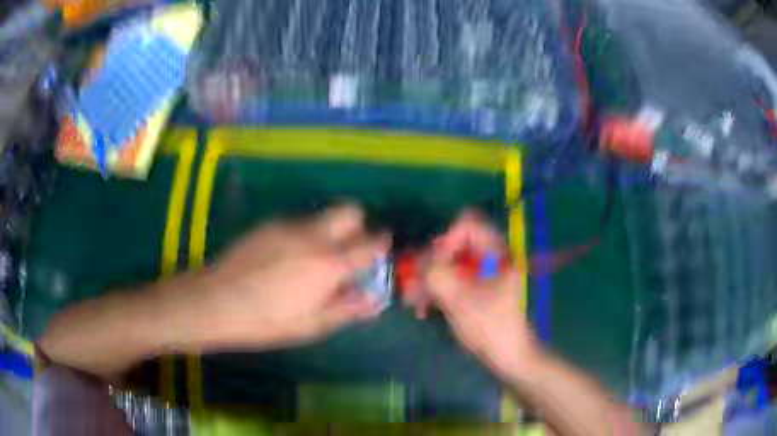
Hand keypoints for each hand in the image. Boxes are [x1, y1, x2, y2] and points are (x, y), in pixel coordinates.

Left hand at [179, 204, 390, 351]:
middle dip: (358, 225)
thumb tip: (374, 301)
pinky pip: (298, 223)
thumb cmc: (268, 321)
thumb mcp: (313, 325)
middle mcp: (313, 235)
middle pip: (349, 211)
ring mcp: (288, 225)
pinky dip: (304, 236)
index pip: (370, 243)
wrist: (216, 301)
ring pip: (322, 217)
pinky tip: (285, 260)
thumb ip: (348, 309)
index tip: (381, 249)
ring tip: (312, 261)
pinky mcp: (269, 225)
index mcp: (329, 263)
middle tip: (349, 250)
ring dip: (328, 232)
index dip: (381, 244)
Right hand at [403, 211, 541, 379]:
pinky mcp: (475, 290)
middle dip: (430, 264)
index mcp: (496, 253)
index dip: (446, 239)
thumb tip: (419, 260)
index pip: (467, 225)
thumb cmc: (491, 327)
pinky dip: (436, 291)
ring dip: (429, 280)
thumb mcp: (460, 300)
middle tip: (412, 284)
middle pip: (454, 245)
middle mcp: (489, 258)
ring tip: (413, 301)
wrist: (507, 356)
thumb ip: (437, 274)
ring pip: (448, 265)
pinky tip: (423, 309)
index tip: (433, 263)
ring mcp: (482, 275)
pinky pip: (451, 280)